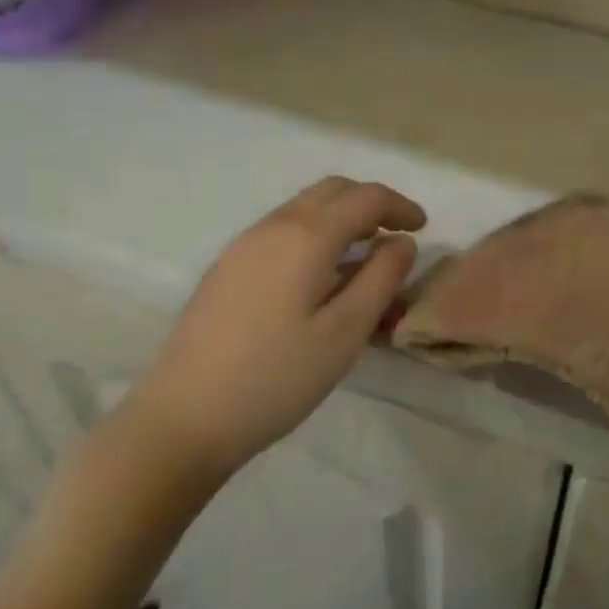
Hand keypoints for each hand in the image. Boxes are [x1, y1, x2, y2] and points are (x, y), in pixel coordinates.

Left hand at [122, 178, 425, 479]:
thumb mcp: (346, 331)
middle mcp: (272, 226)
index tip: (424, 229)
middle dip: (371, 203)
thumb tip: (401, 242)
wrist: (184, 417)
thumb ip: (381, 278)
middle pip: (331, 190)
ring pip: (303, 208)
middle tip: (397, 234)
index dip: (400, 206)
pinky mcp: (226, 268)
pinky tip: (321, 277)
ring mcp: (243, 246)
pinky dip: (314, 235)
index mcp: (305, 236)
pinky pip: (282, 231)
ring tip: (364, 257)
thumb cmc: (277, 377)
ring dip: (341, 218)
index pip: (365, 197)